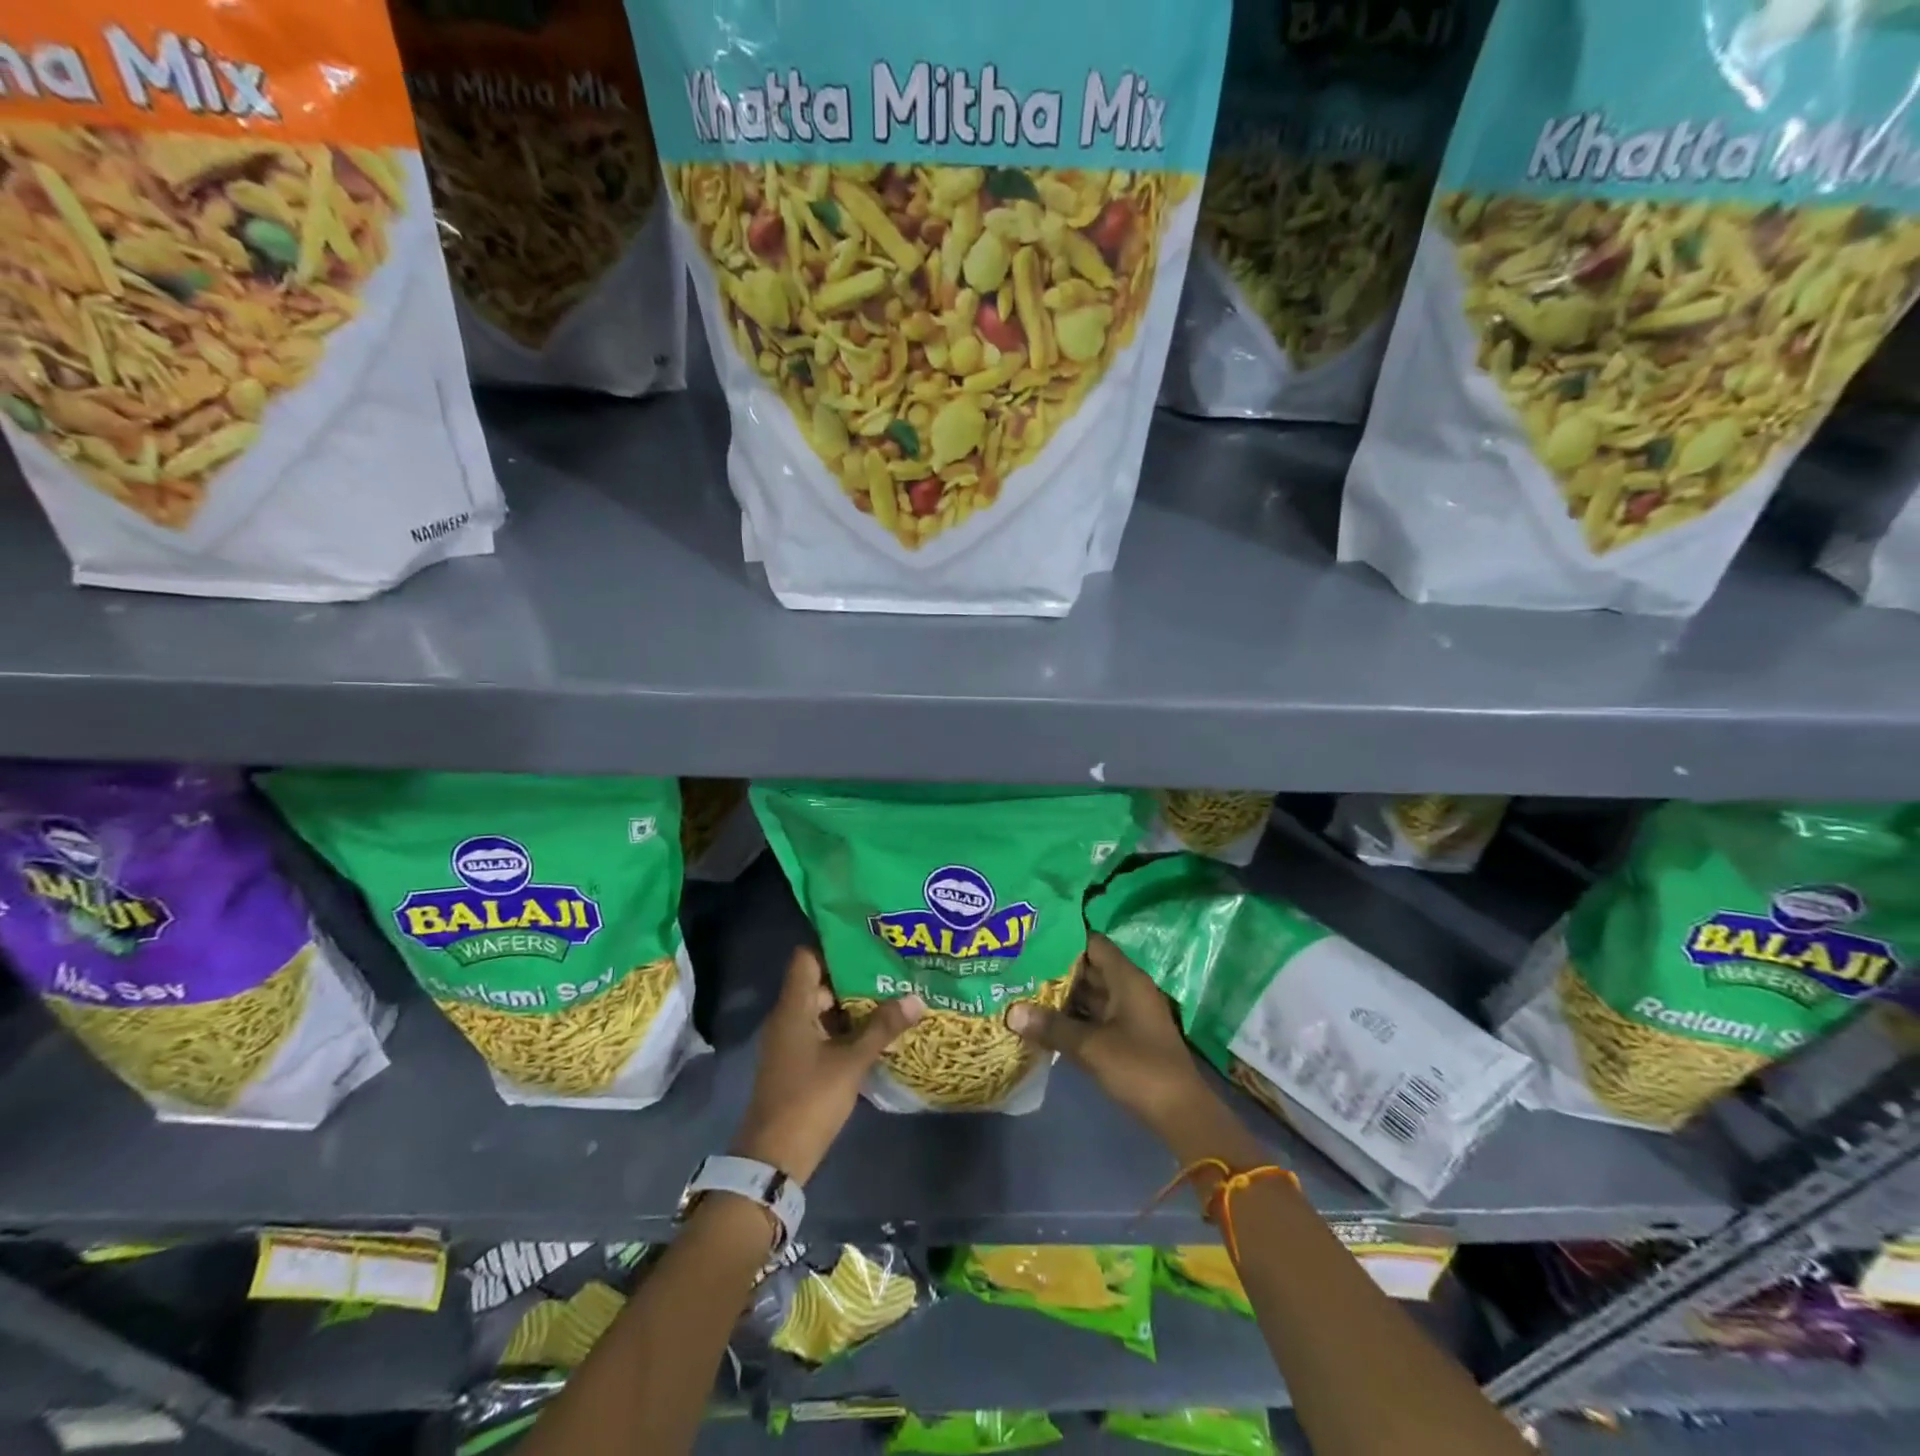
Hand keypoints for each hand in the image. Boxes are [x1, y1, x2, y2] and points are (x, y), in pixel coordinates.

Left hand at [731, 947, 923, 1183]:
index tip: (867, 943)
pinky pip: (821, 1032)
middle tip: (889, 969)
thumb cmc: (809, 1100)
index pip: (806, 958)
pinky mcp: (796, 1063)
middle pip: (818, 983)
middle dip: (852, 977)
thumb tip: (917, 997)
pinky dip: (844, 1028)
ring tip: (890, 995)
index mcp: (792, 1008)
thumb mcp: (851, 1062)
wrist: (774, 1159)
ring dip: (851, 1004)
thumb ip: (882, 1028)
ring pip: (822, 1009)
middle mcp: (787, 1018)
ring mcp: (790, 1042)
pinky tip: (874, 1031)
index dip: (833, 947)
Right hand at [1007, 932, 1228, 1147]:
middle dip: (1055, 969)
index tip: (1032, 940)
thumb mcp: (1090, 1046)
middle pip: (1089, 968)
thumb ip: (1052, 1027)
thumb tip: (1011, 1013)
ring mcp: (1129, 1014)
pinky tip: (1043, 1022)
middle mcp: (1129, 989)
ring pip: (1090, 995)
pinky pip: (1094, 1017)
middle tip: (1019, 966)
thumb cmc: (1139, 1068)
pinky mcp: (1126, 1037)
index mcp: (1127, 979)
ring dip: (1062, 995)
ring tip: (1022, 990)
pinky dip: (1072, 1017)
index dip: (1064, 939)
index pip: (1093, 943)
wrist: (1180, 1114)